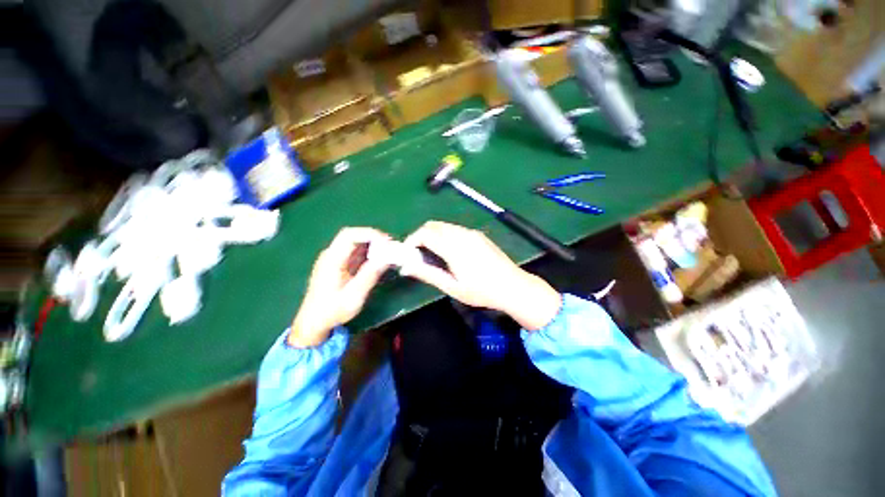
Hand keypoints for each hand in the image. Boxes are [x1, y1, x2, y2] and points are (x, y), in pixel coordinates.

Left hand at [289, 228, 391, 347]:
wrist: (314, 322)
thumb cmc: (333, 311)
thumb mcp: (354, 296)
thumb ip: (370, 275)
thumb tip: (387, 258)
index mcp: (331, 260)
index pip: (349, 235)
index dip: (369, 234)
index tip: (387, 242)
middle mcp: (331, 255)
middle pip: (353, 236)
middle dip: (374, 238)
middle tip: (391, 247)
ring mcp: (334, 258)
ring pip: (355, 243)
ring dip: (373, 245)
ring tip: (389, 253)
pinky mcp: (339, 264)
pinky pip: (355, 252)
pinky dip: (369, 253)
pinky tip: (379, 260)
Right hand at [402, 221, 560, 330]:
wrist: (513, 286)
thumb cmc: (482, 291)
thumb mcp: (452, 287)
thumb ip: (428, 274)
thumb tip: (407, 267)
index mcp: (455, 247)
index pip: (425, 233)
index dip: (412, 240)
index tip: (408, 253)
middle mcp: (462, 234)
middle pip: (433, 225)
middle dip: (420, 236)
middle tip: (418, 254)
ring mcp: (472, 233)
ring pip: (444, 226)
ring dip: (433, 235)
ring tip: (432, 254)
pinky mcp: (478, 234)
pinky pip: (455, 229)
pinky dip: (445, 235)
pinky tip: (449, 251)